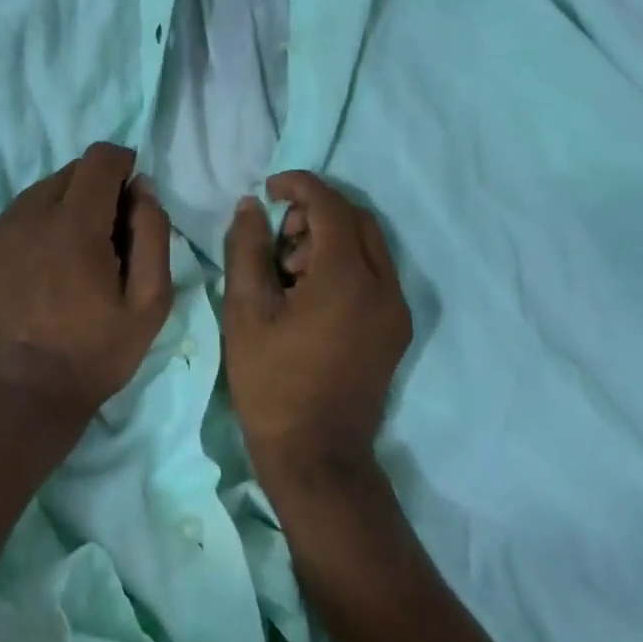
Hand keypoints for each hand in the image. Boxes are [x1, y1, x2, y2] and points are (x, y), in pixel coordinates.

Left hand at [0, 142, 174, 425]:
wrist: (20, 399)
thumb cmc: (94, 354)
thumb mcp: (149, 303)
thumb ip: (152, 234)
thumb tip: (142, 188)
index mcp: (75, 225)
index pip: (100, 158)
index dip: (122, 165)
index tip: (129, 194)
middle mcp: (29, 214)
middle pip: (70, 172)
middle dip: (94, 190)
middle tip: (103, 237)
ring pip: (39, 193)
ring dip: (61, 209)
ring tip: (68, 257)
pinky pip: (13, 217)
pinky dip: (32, 229)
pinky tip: (37, 270)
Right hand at [222, 171, 411, 486]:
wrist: (316, 455)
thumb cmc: (272, 382)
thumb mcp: (246, 310)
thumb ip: (248, 247)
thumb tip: (253, 206)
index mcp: (347, 280)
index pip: (330, 206)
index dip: (299, 186)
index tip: (270, 188)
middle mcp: (384, 287)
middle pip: (356, 218)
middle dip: (316, 212)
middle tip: (279, 235)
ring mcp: (396, 310)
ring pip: (369, 244)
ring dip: (330, 237)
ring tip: (290, 269)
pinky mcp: (396, 328)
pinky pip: (375, 272)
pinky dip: (345, 262)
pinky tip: (311, 291)